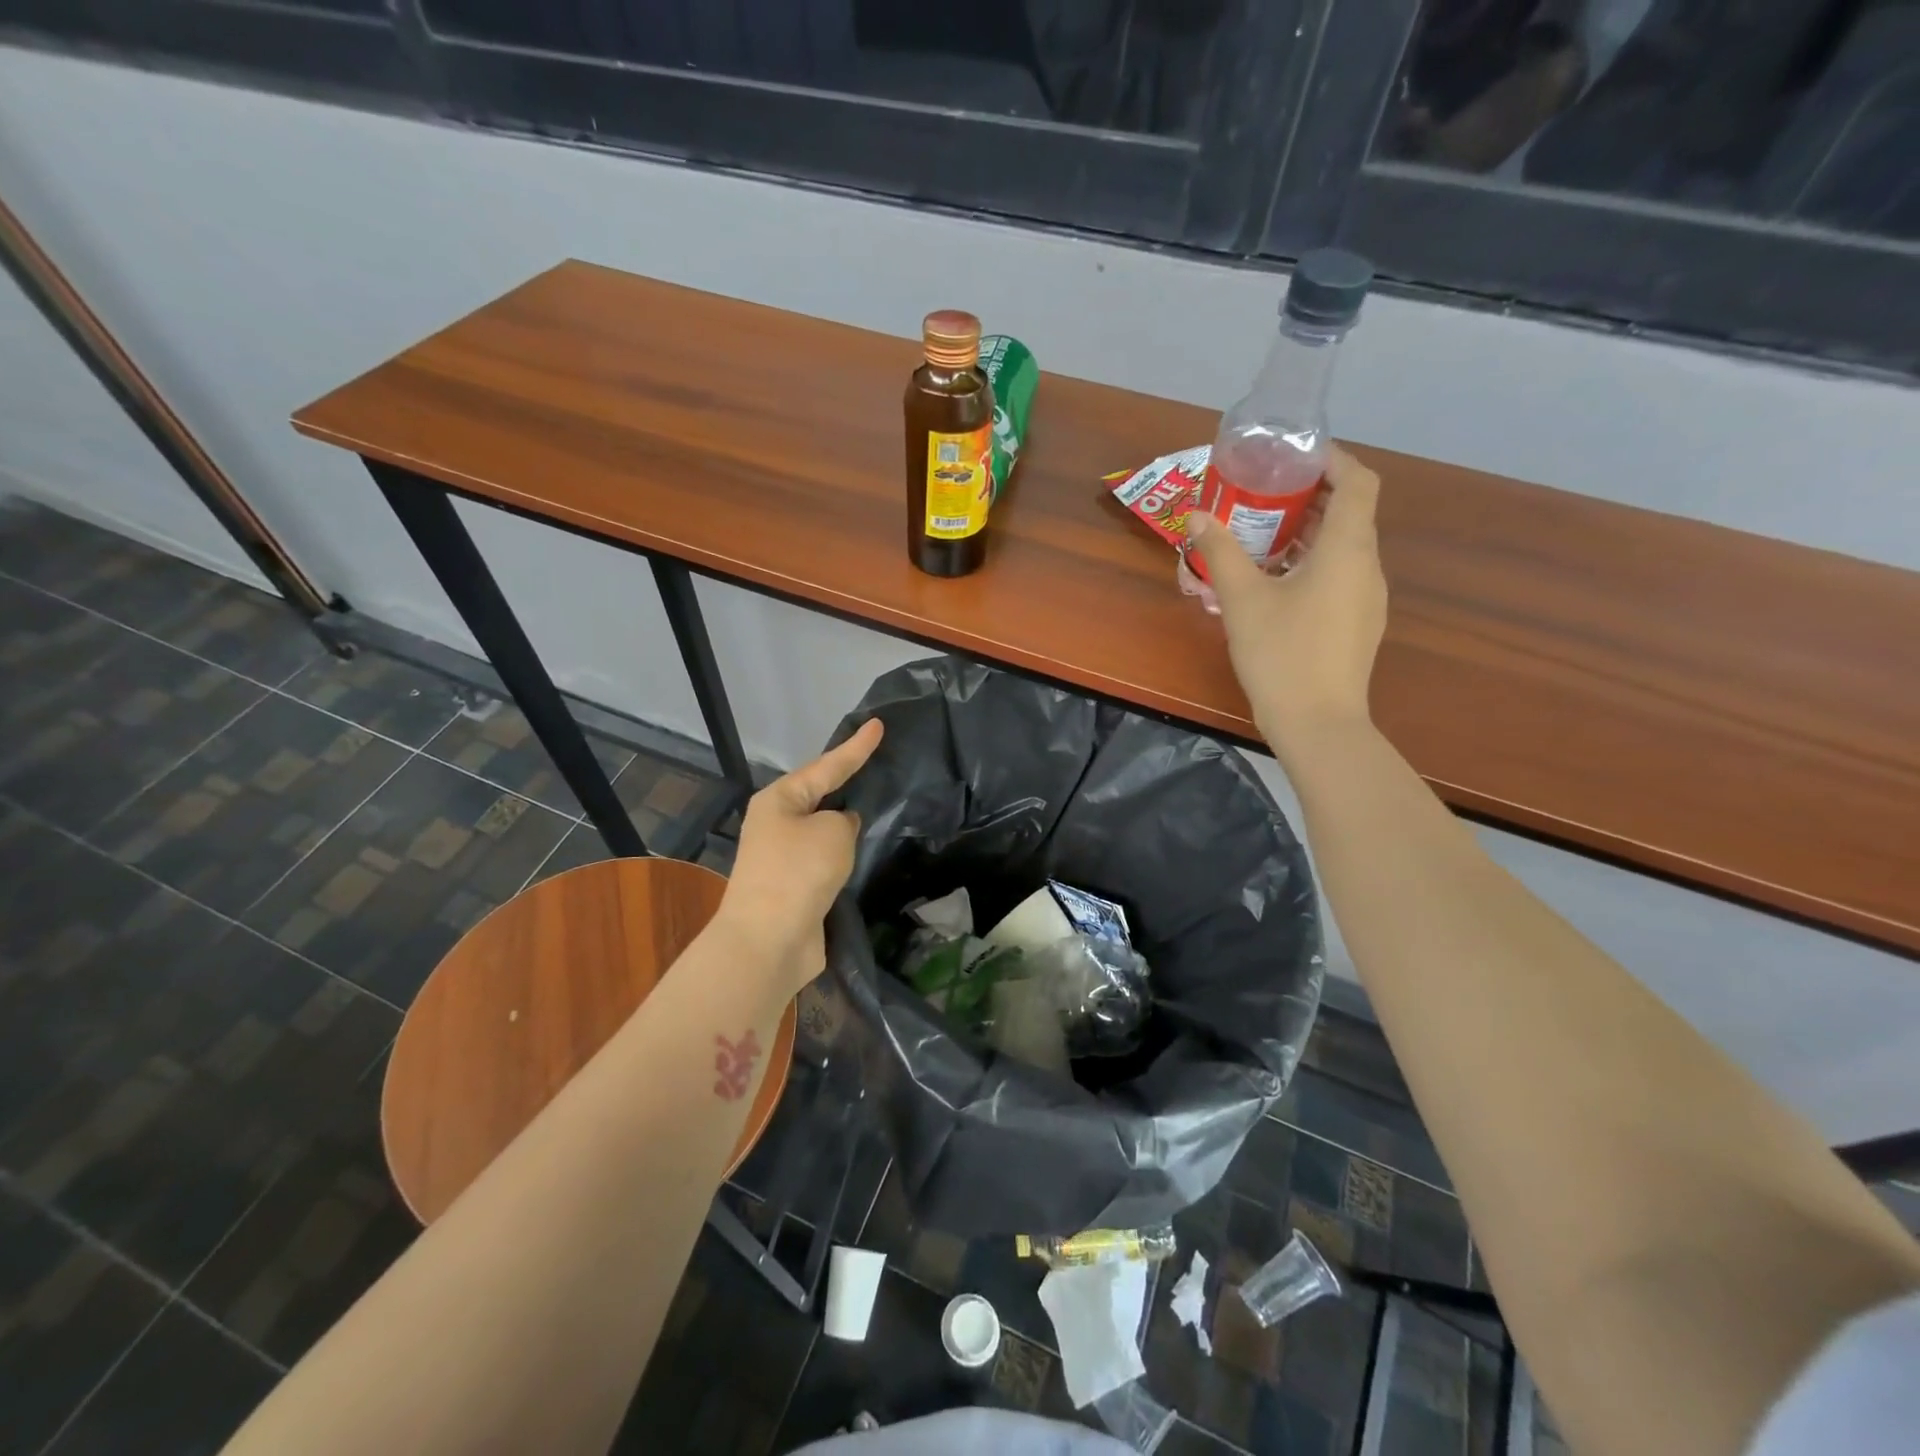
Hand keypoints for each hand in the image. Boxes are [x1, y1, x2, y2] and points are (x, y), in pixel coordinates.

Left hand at [714, 718, 883, 993]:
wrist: (768, 941)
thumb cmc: (798, 873)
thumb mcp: (832, 832)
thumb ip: (844, 820)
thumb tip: (840, 828)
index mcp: (780, 800)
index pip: (828, 765)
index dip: (856, 746)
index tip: (878, 724)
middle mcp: (778, 823)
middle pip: (820, 793)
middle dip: (847, 780)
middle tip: (878, 761)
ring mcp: (784, 856)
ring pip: (823, 828)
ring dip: (846, 821)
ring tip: (878, 803)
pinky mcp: (795, 886)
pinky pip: (826, 857)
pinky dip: (844, 853)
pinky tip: (864, 850)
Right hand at [1186, 446, 1386, 762]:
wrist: (1317, 724)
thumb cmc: (1282, 654)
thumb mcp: (1242, 600)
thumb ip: (1221, 553)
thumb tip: (1197, 516)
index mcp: (1347, 550)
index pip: (1359, 482)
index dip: (1334, 460)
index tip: (1295, 458)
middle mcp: (1367, 567)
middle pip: (1351, 513)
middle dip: (1311, 497)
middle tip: (1264, 495)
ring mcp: (1367, 599)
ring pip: (1344, 548)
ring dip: (1310, 533)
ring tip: (1263, 536)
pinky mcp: (1358, 625)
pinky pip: (1340, 576)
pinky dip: (1313, 563)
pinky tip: (1276, 582)